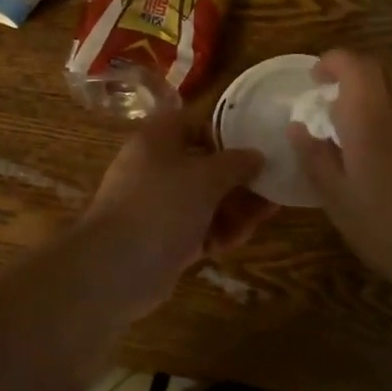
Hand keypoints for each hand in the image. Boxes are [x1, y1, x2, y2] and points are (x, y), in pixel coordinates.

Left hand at [78, 109, 276, 315]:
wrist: (117, 267)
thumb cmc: (162, 204)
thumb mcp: (207, 176)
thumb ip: (237, 163)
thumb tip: (257, 155)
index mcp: (158, 139)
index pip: (194, 123)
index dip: (226, 131)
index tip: (258, 143)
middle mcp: (156, 167)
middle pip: (204, 164)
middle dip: (239, 175)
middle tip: (274, 182)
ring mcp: (159, 205)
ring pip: (205, 199)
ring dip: (236, 205)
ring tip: (269, 211)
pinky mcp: (164, 239)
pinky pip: (199, 227)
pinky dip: (220, 230)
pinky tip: (244, 236)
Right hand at [289, 50, 391, 281]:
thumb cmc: (385, 228)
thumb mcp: (336, 198)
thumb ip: (314, 157)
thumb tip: (297, 127)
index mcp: (370, 119)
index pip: (354, 65)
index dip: (333, 61)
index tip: (317, 79)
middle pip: (386, 63)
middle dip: (360, 65)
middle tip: (342, 88)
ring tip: (382, 89)